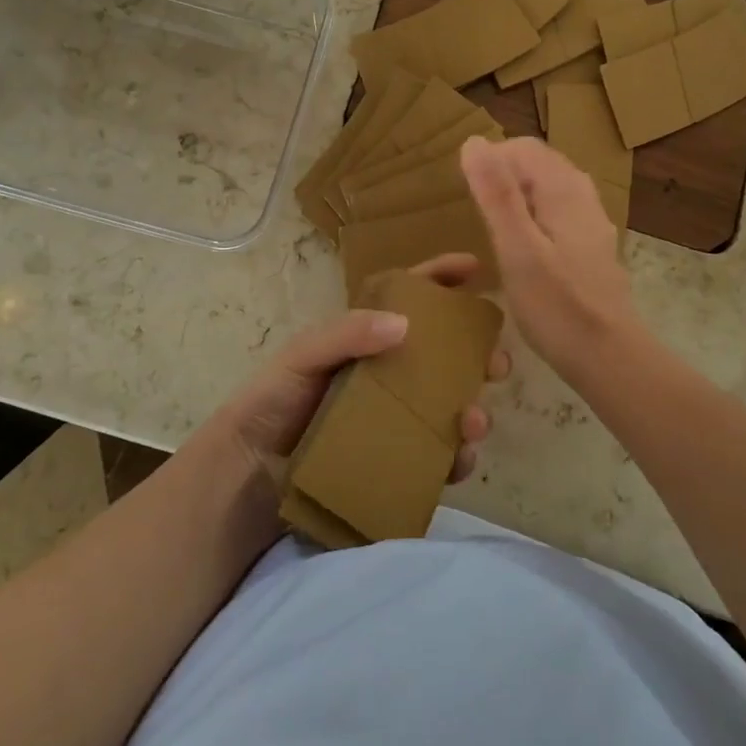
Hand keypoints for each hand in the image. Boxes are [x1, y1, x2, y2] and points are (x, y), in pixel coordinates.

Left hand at [201, 253, 510, 483]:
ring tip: (474, 421)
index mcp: (366, 341)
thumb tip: (405, 323)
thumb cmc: (272, 404)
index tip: (476, 268)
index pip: (409, 299)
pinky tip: (459, 459)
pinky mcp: (395, 461)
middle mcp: (387, 377)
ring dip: (474, 410)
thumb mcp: (302, 357)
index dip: (441, 278)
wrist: (248, 477)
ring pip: (450, 407)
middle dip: (478, 355)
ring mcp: (394, 420)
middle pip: (445, 357)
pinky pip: (438, 457)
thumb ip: (346, 333)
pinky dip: (457, 458)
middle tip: (498, 363)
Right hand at [460, 135, 640, 377]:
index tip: (463, 192)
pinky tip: (519, 248)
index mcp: (565, 189)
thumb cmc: (556, 305)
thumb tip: (474, 142)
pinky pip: (556, 215)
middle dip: (503, 175)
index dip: (490, 160)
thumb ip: (497, 194)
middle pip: (537, 165)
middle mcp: (583, 197)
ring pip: (547, 190)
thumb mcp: (517, 248)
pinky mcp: (590, 248)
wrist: (608, 356)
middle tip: (471, 209)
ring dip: (516, 197)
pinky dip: (532, 218)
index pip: (522, 148)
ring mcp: (591, 223)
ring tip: (489, 226)